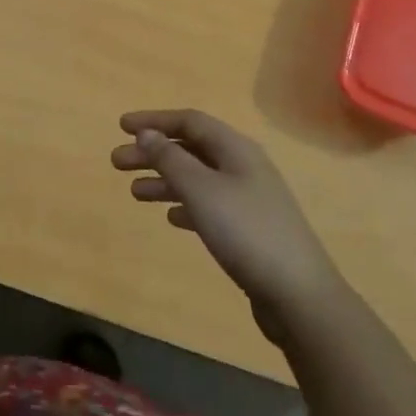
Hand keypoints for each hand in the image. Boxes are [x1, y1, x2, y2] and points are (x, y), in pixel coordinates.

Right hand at [112, 109, 340, 343]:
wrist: (298, 294)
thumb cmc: (246, 232)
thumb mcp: (201, 190)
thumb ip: (170, 159)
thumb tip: (146, 133)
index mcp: (236, 149)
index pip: (189, 121)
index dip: (154, 120)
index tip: (121, 126)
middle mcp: (243, 166)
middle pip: (191, 148)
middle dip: (153, 152)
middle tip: (117, 163)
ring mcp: (249, 198)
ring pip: (198, 178)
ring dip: (165, 179)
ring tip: (134, 193)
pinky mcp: (250, 229)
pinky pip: (209, 205)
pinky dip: (185, 204)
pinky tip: (171, 217)